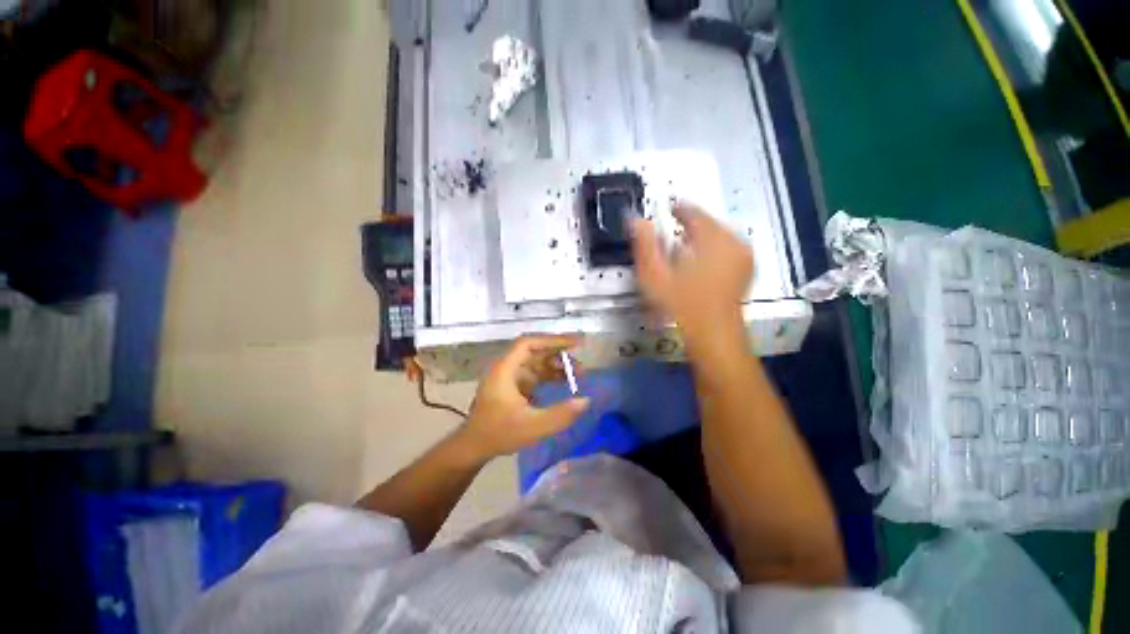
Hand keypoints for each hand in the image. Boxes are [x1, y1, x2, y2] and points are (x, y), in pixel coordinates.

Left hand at [456, 335, 590, 459]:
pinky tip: (564, 383)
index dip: (553, 340)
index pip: (530, 343)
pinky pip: (535, 374)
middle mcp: (506, 368)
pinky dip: (550, 376)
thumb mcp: (532, 426)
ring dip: (556, 366)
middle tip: (581, 362)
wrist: (474, 448)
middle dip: (559, 354)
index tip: (575, 343)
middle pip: (535, 351)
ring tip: (578, 373)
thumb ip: (560, 414)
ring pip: (536, 363)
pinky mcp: (513, 386)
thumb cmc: (499, 434)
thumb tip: (585, 401)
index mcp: (505, 369)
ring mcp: (509, 377)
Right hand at [631, 204, 753, 349]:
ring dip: (702, 236)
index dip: (679, 209)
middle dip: (690, 224)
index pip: (694, 212)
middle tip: (674, 230)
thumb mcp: (655, 276)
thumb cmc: (681, 305)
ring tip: (686, 246)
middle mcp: (733, 242)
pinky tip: (702, 260)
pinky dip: (713, 248)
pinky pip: (729, 246)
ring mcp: (743, 255)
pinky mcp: (746, 268)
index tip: (668, 209)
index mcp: (711, 239)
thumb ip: (645, 246)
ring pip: (719, 234)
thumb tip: (637, 220)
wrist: (712, 333)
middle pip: (708, 222)